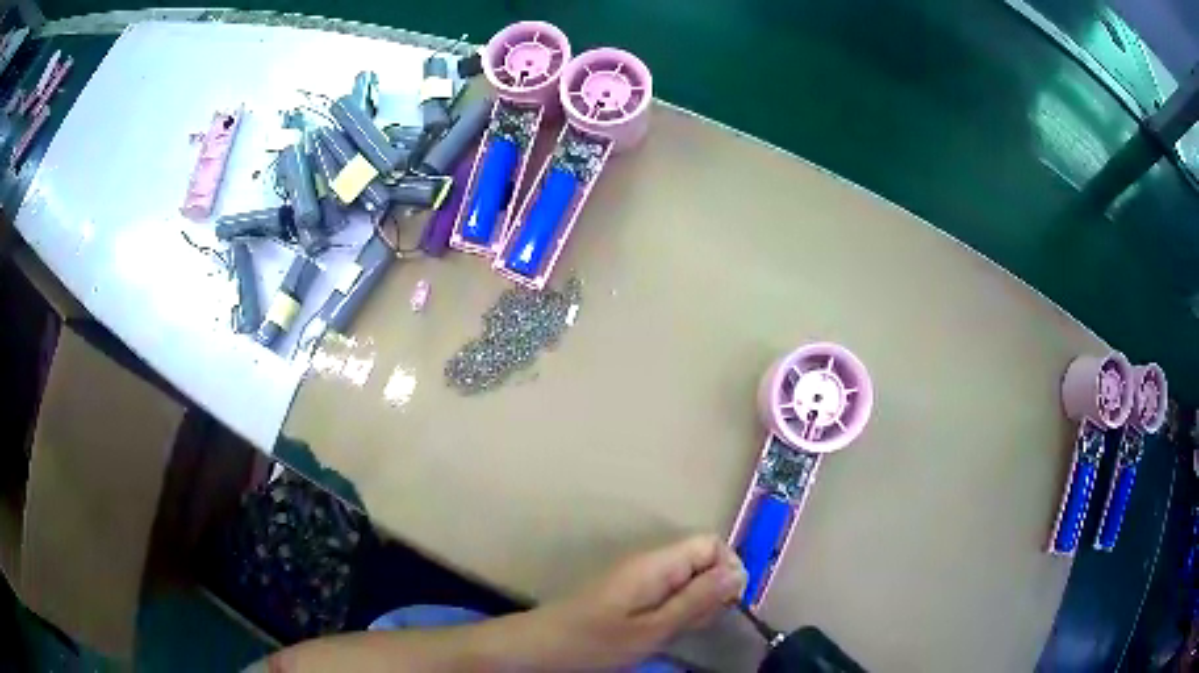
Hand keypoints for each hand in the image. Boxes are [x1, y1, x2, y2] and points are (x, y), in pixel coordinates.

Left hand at [537, 535, 747, 669]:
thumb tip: (739, 572)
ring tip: (676, 632)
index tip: (725, 605)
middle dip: (712, 591)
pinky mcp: (629, 592)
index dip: (728, 569)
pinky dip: (676, 611)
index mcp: (657, 563)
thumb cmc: (596, 641)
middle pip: (702, 560)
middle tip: (694, 625)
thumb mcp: (654, 628)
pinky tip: (662, 632)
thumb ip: (697, 600)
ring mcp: (638, 576)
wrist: (541, 647)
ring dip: (694, 604)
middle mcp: (650, 561)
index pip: (711, 543)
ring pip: (687, 579)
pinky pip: (668, 592)